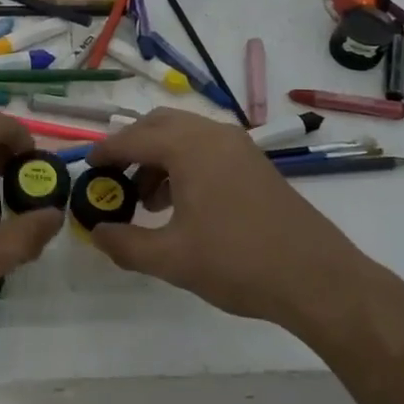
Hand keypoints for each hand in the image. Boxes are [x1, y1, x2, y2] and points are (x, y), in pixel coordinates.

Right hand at [85, 108, 375, 332]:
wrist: (318, 278)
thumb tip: (96, 233)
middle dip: (132, 148)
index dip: (105, 152)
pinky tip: (181, 205)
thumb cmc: (238, 262)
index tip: (85, 167)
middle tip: (113, 180)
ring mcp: (239, 146)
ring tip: (146, 201)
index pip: (133, 138)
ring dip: (158, 158)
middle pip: (159, 125)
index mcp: (189, 148)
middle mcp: (213, 135)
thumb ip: (125, 244)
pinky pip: (206, 149)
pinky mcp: (255, 163)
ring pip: (184, 136)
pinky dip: (183, 164)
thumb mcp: (171, 259)